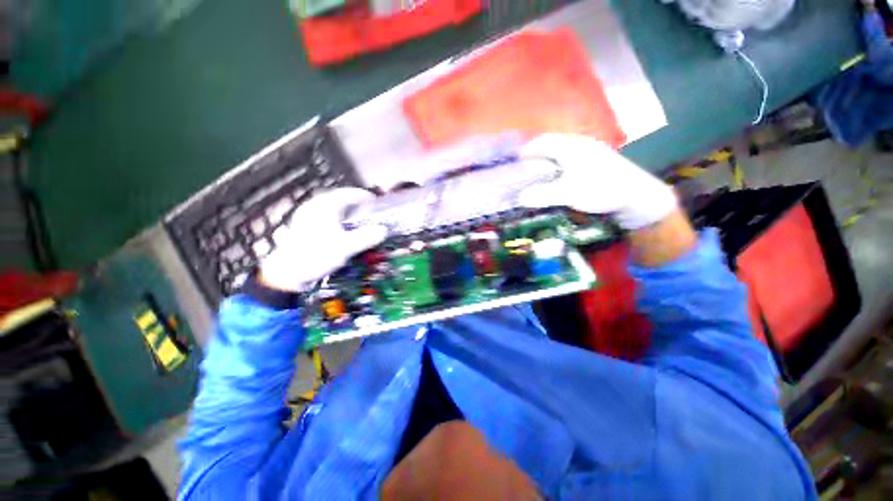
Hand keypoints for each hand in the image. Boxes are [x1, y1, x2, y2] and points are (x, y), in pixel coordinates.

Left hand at [259, 188, 387, 291]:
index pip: (346, 194)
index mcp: (324, 208)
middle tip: (365, 207)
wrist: (287, 272)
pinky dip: (333, 215)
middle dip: (352, 200)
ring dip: (342, 207)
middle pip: (336, 197)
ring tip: (353, 214)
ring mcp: (304, 215)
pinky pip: (321, 213)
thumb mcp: (346, 248)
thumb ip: (366, 238)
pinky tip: (336, 225)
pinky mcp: (301, 225)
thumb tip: (383, 230)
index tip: (373, 199)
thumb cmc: (317, 256)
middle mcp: (313, 207)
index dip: (362, 195)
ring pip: (327, 205)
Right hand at [517, 134, 677, 229]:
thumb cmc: (602, 189)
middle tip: (521, 171)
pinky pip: (567, 160)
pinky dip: (555, 167)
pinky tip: (554, 179)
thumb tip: (519, 198)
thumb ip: (542, 194)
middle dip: (533, 156)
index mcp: (571, 146)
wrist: (637, 196)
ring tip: (534, 175)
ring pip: (558, 152)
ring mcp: (587, 152)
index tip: (513, 163)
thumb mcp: (569, 193)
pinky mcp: (593, 162)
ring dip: (544, 162)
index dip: (525, 151)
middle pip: (548, 145)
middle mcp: (579, 144)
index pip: (541, 141)